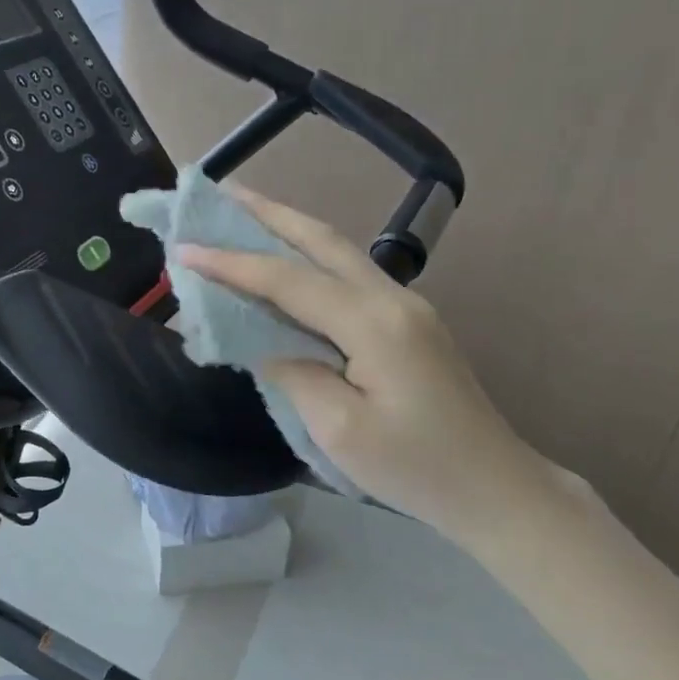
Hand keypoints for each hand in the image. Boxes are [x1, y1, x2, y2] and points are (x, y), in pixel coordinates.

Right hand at [176, 188, 545, 539]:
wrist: (495, 488)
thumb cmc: (415, 467)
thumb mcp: (339, 429)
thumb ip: (292, 371)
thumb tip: (261, 339)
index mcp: (374, 323)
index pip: (289, 280)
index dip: (231, 263)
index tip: (182, 247)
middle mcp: (392, 298)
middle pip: (321, 240)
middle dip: (267, 212)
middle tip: (220, 191)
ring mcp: (406, 307)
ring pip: (338, 252)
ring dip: (289, 229)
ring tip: (245, 213)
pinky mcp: (408, 323)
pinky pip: (348, 277)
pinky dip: (309, 259)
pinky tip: (287, 264)